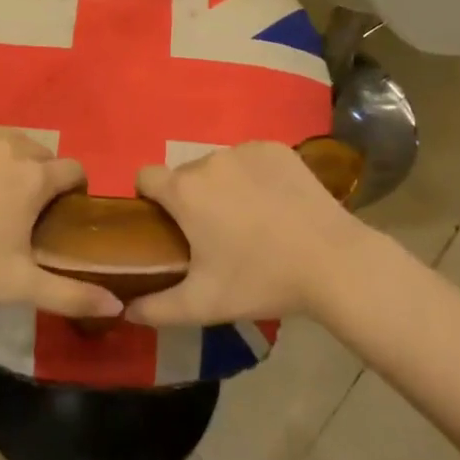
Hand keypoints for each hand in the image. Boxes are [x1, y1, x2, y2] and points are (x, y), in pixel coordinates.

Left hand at [0, 114, 121, 317]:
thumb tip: (118, 305)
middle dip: (43, 176)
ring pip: (12, 138)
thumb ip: (72, 295)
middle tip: (25, 209)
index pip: (74, 170)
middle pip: (43, 154)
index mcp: (35, 178)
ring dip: (15, 157)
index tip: (62, 213)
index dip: (74, 190)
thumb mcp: (20, 285)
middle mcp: (12, 146)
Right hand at [126, 141, 375, 326]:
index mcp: (185, 191)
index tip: (164, 225)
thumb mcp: (203, 304)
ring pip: (218, 166)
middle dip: (190, 198)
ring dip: (222, 187)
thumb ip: (156, 308)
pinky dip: (253, 177)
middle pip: (185, 174)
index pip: (145, 176)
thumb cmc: (261, 280)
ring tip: (249, 222)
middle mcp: (210, 160)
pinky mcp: (277, 149)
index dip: (148, 198)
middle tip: (212, 235)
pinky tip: (274, 204)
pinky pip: (250, 159)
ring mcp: (245, 150)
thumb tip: (126, 310)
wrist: (333, 262)